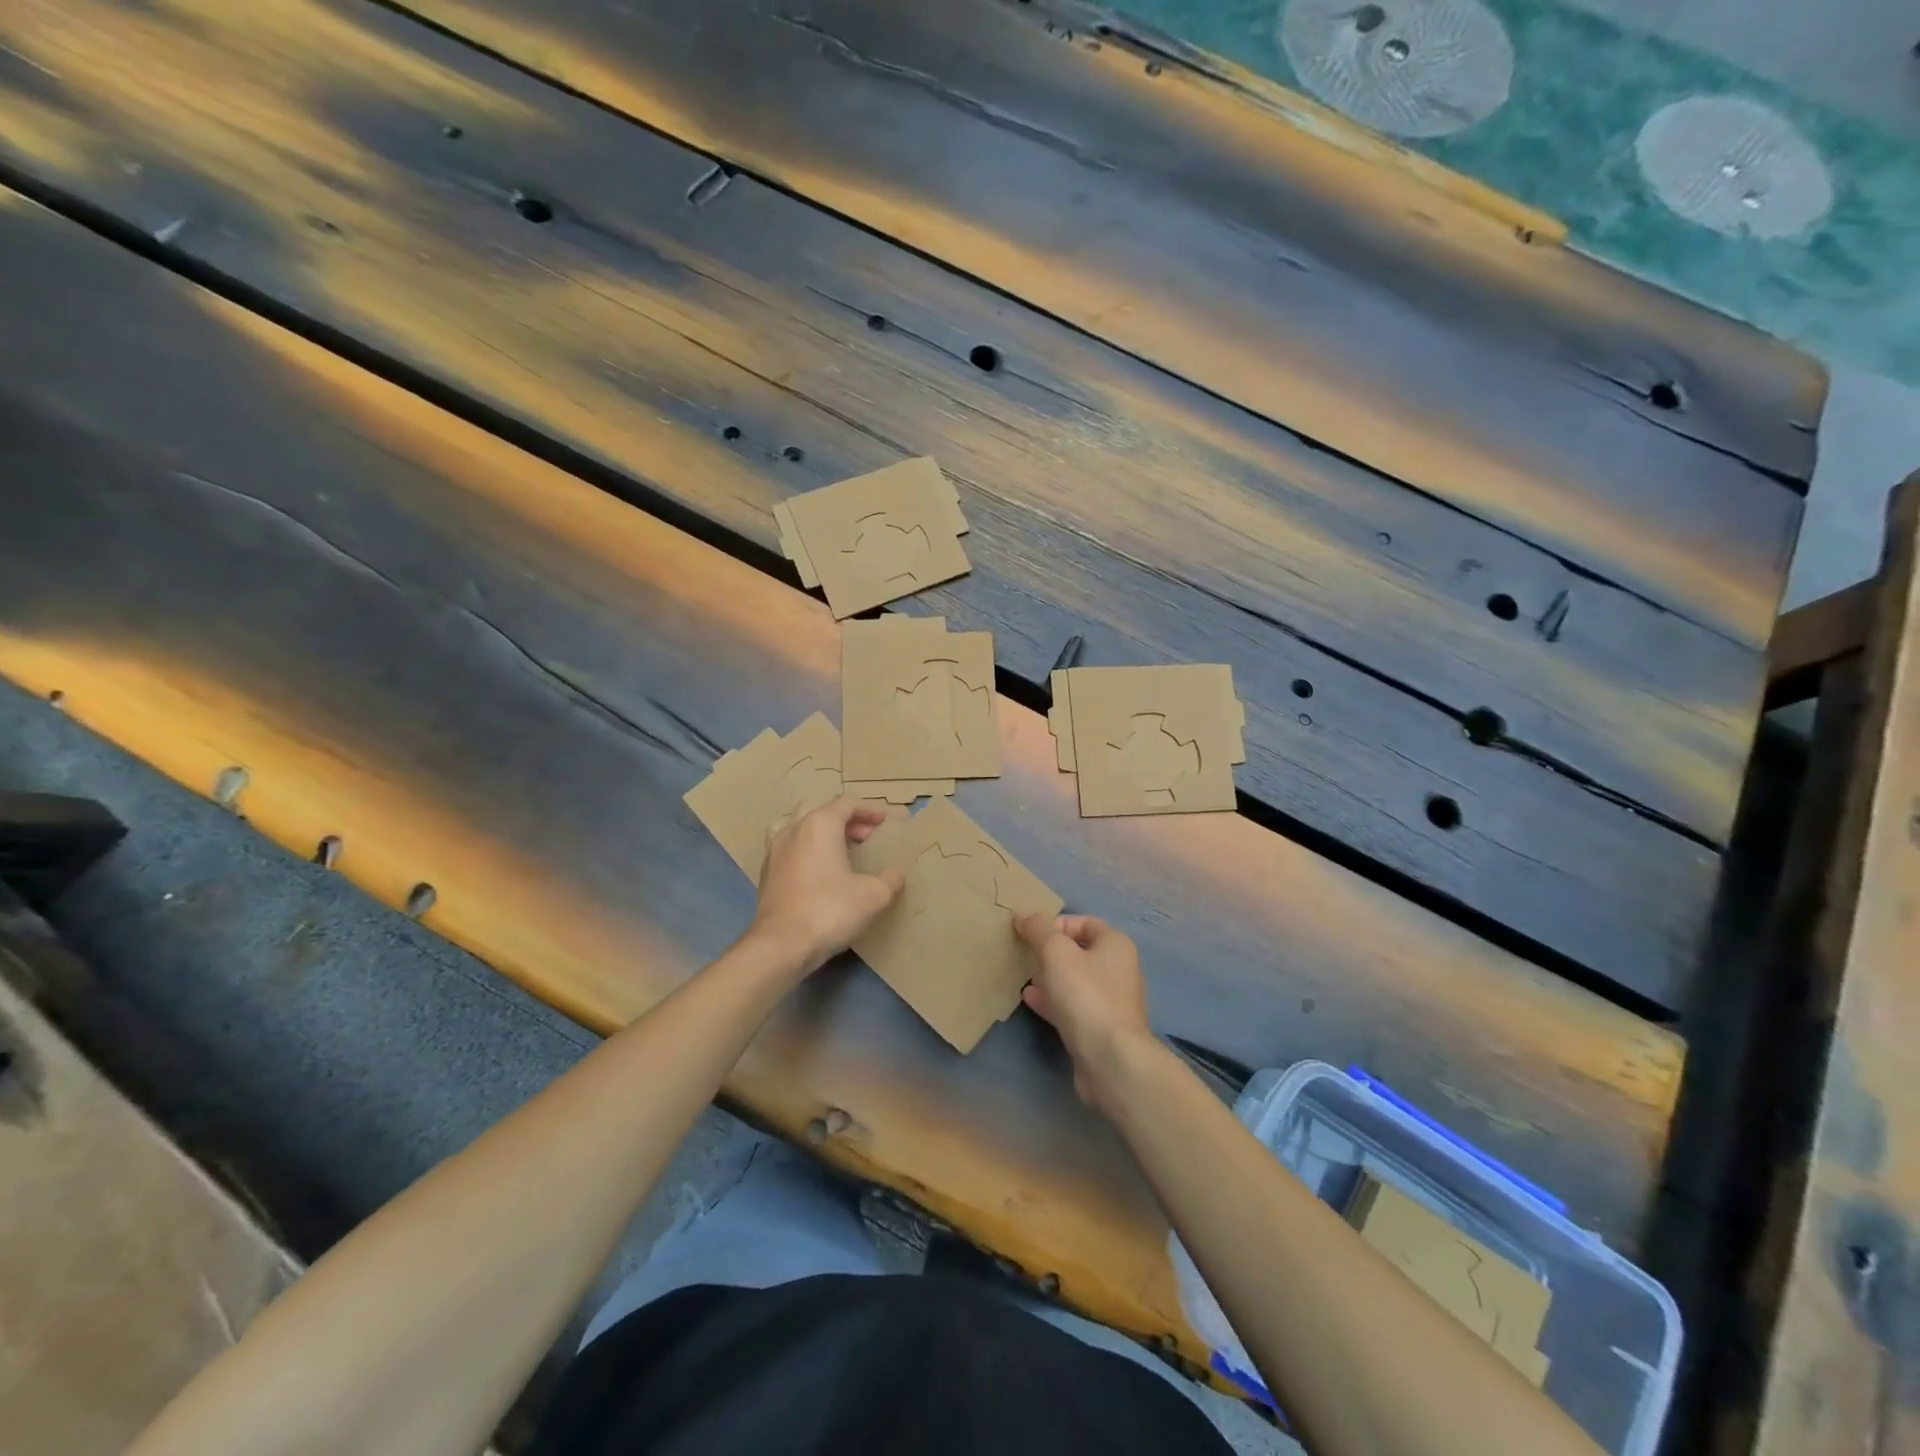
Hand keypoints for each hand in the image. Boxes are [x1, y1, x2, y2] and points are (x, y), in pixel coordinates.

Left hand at [750, 797, 904, 974]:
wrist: (780, 945)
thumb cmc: (829, 910)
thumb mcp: (874, 895)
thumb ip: (890, 879)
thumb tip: (896, 875)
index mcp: (820, 824)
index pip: (847, 803)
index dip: (870, 810)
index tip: (886, 822)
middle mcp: (794, 830)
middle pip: (822, 812)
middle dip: (847, 821)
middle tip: (866, 838)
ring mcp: (775, 851)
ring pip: (802, 829)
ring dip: (824, 835)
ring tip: (842, 853)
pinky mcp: (766, 874)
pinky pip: (791, 850)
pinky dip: (809, 852)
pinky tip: (821, 875)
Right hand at [1015, 913, 1153, 1111]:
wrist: (1110, 1059)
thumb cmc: (1086, 995)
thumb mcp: (1056, 953)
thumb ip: (1039, 930)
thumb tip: (1023, 915)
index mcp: (1115, 945)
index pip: (1084, 922)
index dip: (1056, 923)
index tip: (1030, 934)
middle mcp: (1118, 969)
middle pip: (1078, 951)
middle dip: (1049, 951)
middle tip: (1023, 954)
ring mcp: (1110, 1001)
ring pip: (1074, 980)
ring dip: (1048, 976)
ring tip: (1022, 975)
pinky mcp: (1099, 1028)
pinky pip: (1072, 1006)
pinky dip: (1052, 1000)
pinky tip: (1029, 999)